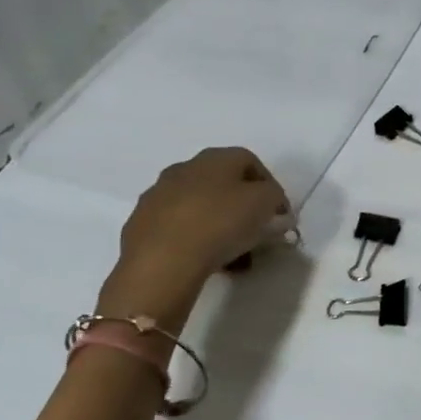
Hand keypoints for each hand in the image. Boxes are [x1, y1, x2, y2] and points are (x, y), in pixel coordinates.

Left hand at [96, 148, 289, 328]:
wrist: (161, 261)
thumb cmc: (221, 223)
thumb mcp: (265, 206)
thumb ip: (275, 201)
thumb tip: (276, 209)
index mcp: (214, 158)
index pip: (250, 161)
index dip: (270, 186)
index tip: (280, 213)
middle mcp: (183, 168)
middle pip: (223, 184)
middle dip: (244, 208)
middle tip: (258, 233)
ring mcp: (157, 196)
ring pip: (200, 207)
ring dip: (220, 225)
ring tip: (235, 255)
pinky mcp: (140, 225)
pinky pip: (179, 228)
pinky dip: (196, 240)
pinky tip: (206, 261)